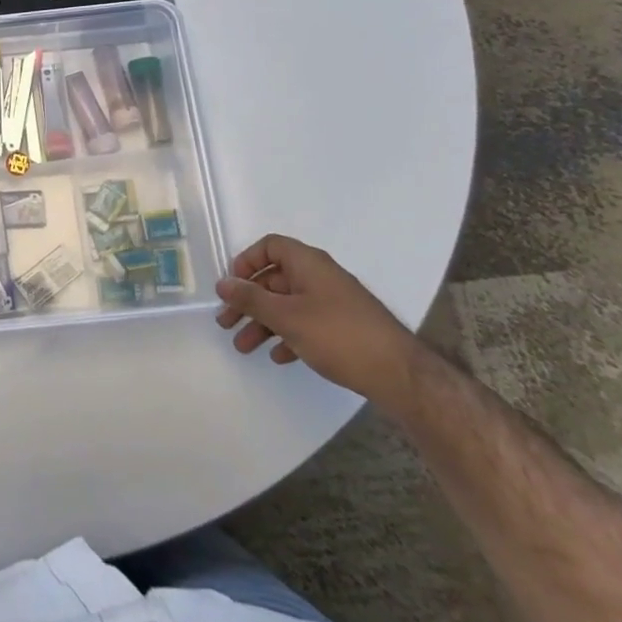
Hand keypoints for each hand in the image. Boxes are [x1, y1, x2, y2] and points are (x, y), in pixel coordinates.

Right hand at [215, 235, 425, 405]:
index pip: (270, 247)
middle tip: (226, 323)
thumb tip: (223, 283)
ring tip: (244, 346)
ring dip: (263, 323)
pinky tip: (279, 356)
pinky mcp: (343, 328)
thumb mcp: (286, 316)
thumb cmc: (337, 335)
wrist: (399, 374)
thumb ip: (251, 299)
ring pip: (288, 305)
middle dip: (248, 301)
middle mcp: (320, 277)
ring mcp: (333, 303)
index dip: (247, 262)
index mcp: (308, 264)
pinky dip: (288, 335)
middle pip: (274, 279)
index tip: (233, 286)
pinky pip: (306, 323)